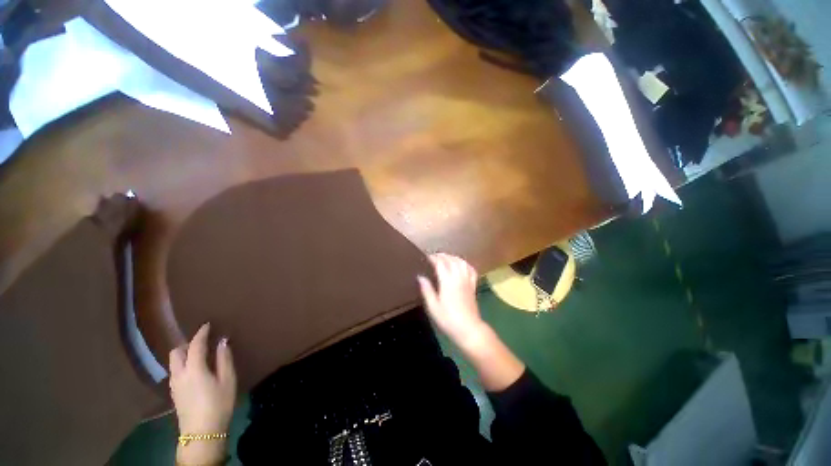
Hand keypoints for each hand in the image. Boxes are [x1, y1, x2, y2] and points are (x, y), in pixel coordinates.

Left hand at [169, 323, 236, 433]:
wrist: (202, 432)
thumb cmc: (218, 403)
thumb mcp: (227, 380)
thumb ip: (224, 359)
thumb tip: (222, 341)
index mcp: (194, 369)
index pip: (194, 345)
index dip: (201, 333)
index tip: (207, 324)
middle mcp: (179, 374)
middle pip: (176, 353)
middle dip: (187, 344)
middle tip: (201, 342)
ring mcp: (174, 385)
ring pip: (173, 363)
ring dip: (183, 354)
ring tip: (198, 355)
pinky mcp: (174, 393)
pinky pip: (175, 371)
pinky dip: (182, 364)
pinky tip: (194, 370)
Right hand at [417, 253, 486, 344]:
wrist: (469, 329)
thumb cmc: (448, 319)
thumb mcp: (433, 306)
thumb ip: (427, 290)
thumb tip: (420, 277)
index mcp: (448, 281)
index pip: (440, 263)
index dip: (433, 258)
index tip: (426, 257)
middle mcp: (459, 277)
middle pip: (451, 260)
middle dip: (442, 255)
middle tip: (433, 256)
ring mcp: (467, 281)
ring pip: (461, 262)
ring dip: (453, 257)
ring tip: (445, 258)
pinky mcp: (473, 286)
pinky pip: (471, 270)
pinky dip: (465, 264)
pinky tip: (461, 265)